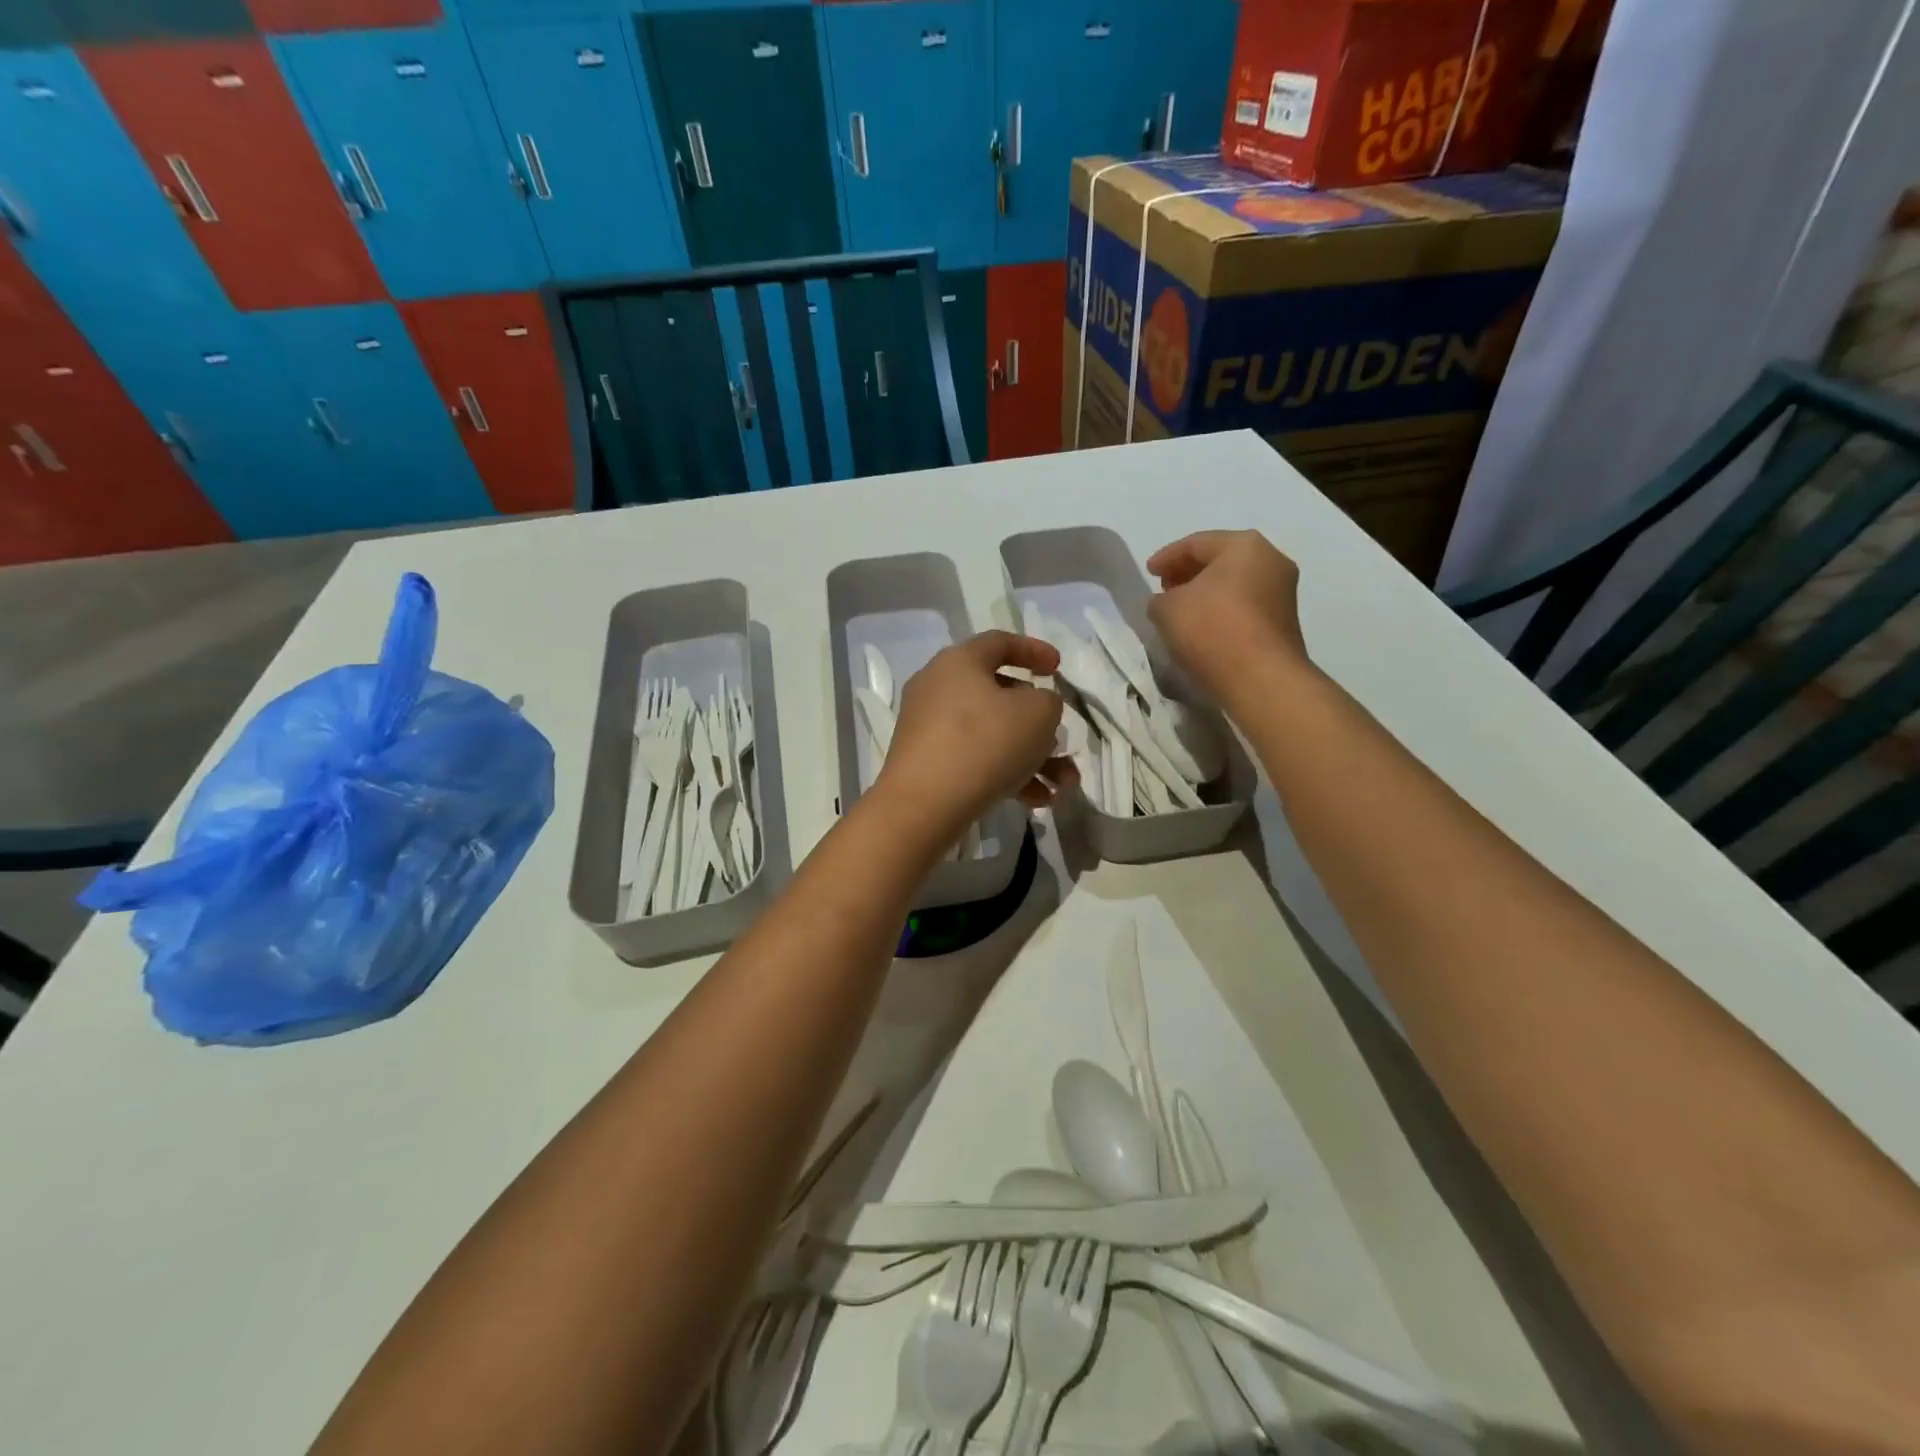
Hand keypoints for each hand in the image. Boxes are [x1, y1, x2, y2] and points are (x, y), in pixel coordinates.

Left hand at [872, 632, 1075, 849]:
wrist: (925, 803)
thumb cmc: (986, 742)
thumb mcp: (1038, 714)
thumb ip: (1048, 702)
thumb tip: (1035, 708)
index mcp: (959, 662)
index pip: (999, 642)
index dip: (1034, 651)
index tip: (1057, 668)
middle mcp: (938, 688)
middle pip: (998, 695)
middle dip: (1040, 722)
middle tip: (1061, 739)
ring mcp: (929, 728)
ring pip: (992, 734)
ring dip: (1033, 757)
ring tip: (1063, 784)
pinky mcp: (927, 764)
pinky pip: (975, 760)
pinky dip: (1007, 775)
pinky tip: (1037, 801)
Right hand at [1146, 531, 1311, 711]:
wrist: (1261, 678)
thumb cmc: (1212, 629)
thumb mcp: (1167, 610)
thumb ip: (1160, 599)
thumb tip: (1168, 602)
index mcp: (1244, 545)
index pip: (1196, 543)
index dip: (1166, 557)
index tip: (1148, 573)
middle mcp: (1271, 560)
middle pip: (1220, 560)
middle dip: (1188, 572)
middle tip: (1164, 587)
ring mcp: (1283, 591)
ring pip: (1234, 583)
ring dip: (1206, 593)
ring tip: (1181, 610)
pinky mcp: (1284, 621)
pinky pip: (1245, 606)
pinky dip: (1222, 609)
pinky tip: (1203, 627)